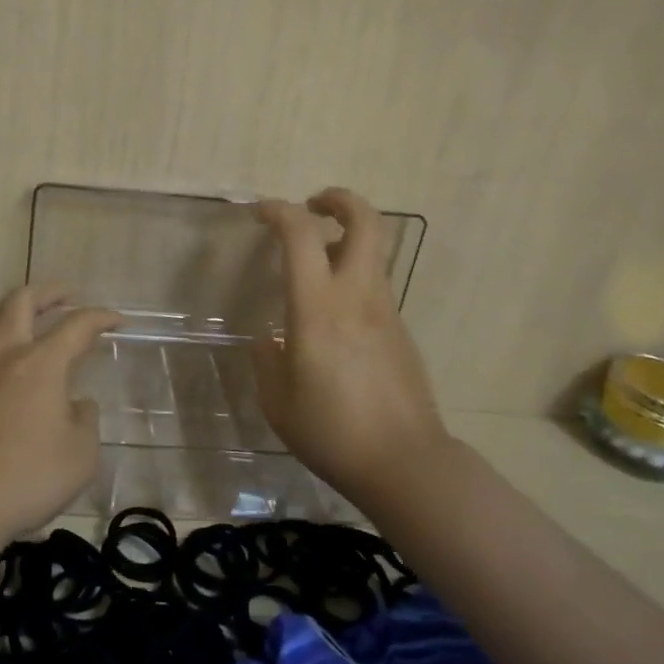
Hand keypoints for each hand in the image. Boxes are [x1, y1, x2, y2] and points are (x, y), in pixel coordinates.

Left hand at [0, 285, 121, 553]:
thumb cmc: (26, 480)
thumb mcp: (80, 456)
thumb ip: (85, 421)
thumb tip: (77, 404)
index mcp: (40, 364)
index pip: (76, 326)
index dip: (100, 317)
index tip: (116, 320)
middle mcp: (2, 355)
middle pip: (21, 301)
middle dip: (50, 292)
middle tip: (68, 297)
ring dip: (7, 304)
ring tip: (23, 313)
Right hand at [252, 188, 447, 507]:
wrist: (405, 463)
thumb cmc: (331, 432)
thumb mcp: (277, 401)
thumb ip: (266, 360)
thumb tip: (269, 341)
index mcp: (318, 308)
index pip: (301, 235)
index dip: (278, 211)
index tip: (258, 212)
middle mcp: (357, 296)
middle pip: (365, 221)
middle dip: (339, 199)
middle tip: (312, 206)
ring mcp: (385, 310)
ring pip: (373, 251)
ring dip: (344, 240)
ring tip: (314, 264)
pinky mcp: (400, 330)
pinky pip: (374, 286)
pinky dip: (352, 278)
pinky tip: (332, 319)